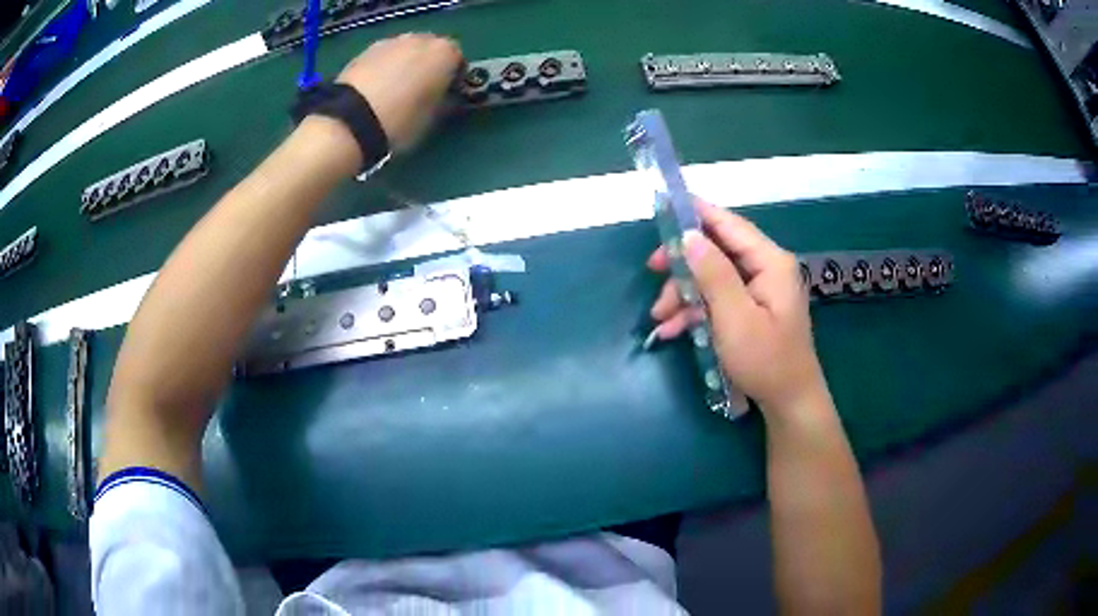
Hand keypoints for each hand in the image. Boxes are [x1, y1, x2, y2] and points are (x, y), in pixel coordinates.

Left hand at [337, 33, 462, 151]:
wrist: (350, 122)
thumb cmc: (402, 120)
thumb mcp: (434, 117)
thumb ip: (446, 100)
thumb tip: (447, 96)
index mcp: (444, 52)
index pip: (458, 61)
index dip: (453, 79)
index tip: (446, 95)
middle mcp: (420, 39)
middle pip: (431, 50)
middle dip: (428, 66)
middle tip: (420, 92)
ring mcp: (390, 42)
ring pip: (405, 51)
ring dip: (405, 65)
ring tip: (395, 91)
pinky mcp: (365, 51)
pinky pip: (384, 58)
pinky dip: (384, 68)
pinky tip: (376, 90)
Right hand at [648, 199, 828, 415]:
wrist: (788, 403)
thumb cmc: (765, 360)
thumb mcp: (735, 318)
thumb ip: (713, 274)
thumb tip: (689, 236)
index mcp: (770, 263)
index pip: (730, 225)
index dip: (697, 213)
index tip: (664, 206)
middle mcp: (766, 269)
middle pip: (717, 251)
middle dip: (684, 264)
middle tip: (653, 270)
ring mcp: (758, 291)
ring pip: (712, 277)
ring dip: (684, 293)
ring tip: (659, 318)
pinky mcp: (750, 310)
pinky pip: (717, 299)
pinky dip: (695, 311)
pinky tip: (672, 330)